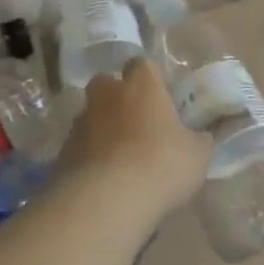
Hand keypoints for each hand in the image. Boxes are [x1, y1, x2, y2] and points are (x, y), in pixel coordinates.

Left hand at [54, 58, 211, 223]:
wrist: (107, 200)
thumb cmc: (161, 164)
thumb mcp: (197, 155)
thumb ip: (198, 141)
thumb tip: (201, 137)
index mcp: (141, 85)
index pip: (142, 64)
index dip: (150, 79)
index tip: (161, 97)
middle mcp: (107, 95)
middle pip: (107, 84)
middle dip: (118, 97)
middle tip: (137, 122)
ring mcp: (80, 123)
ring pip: (91, 115)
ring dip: (102, 128)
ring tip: (120, 156)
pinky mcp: (62, 152)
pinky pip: (80, 146)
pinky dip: (89, 156)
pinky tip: (104, 179)